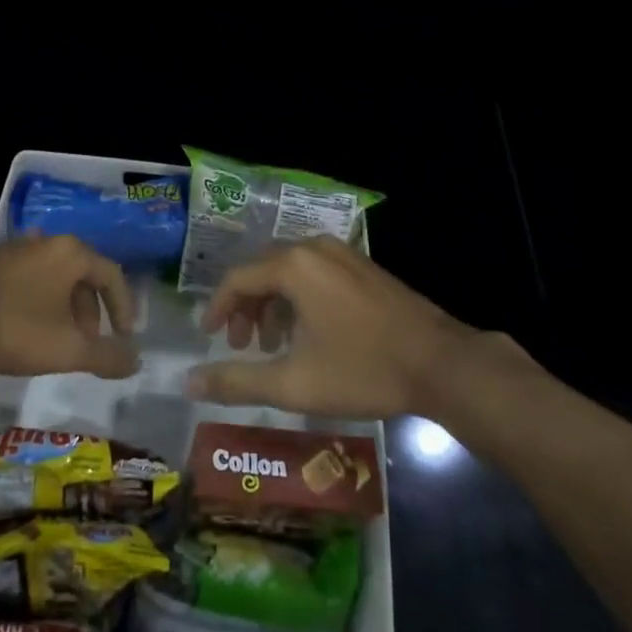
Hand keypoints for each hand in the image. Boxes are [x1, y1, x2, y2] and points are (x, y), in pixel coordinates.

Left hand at [0, 235, 139, 379]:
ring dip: (65, 310)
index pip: (112, 275)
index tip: (124, 338)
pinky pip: (31, 280)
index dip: (124, 308)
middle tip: (88, 344)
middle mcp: (46, 242)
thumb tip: (137, 361)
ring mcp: (15, 250)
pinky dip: (41, 304)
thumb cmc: (12, 328)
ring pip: (55, 279)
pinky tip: (27, 331)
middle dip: (92, 312)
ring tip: (58, 343)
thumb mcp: (67, 349)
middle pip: (83, 275)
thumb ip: (106, 356)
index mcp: (70, 253)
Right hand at [184, 237, 526, 420]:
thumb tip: (189, 383)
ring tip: (272, 345)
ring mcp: (343, 254)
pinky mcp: (364, 266)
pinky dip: (299, 299)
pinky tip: (308, 334)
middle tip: (241, 346)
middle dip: (246, 308)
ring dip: (272, 305)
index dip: (219, 309)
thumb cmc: (363, 369)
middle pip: (262, 271)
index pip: (237, 279)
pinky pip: (315, 274)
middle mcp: (314, 248)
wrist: (442, 364)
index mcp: (293, 265)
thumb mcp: (294, 382)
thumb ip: (237, 381)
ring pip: (289, 272)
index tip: (211, 338)